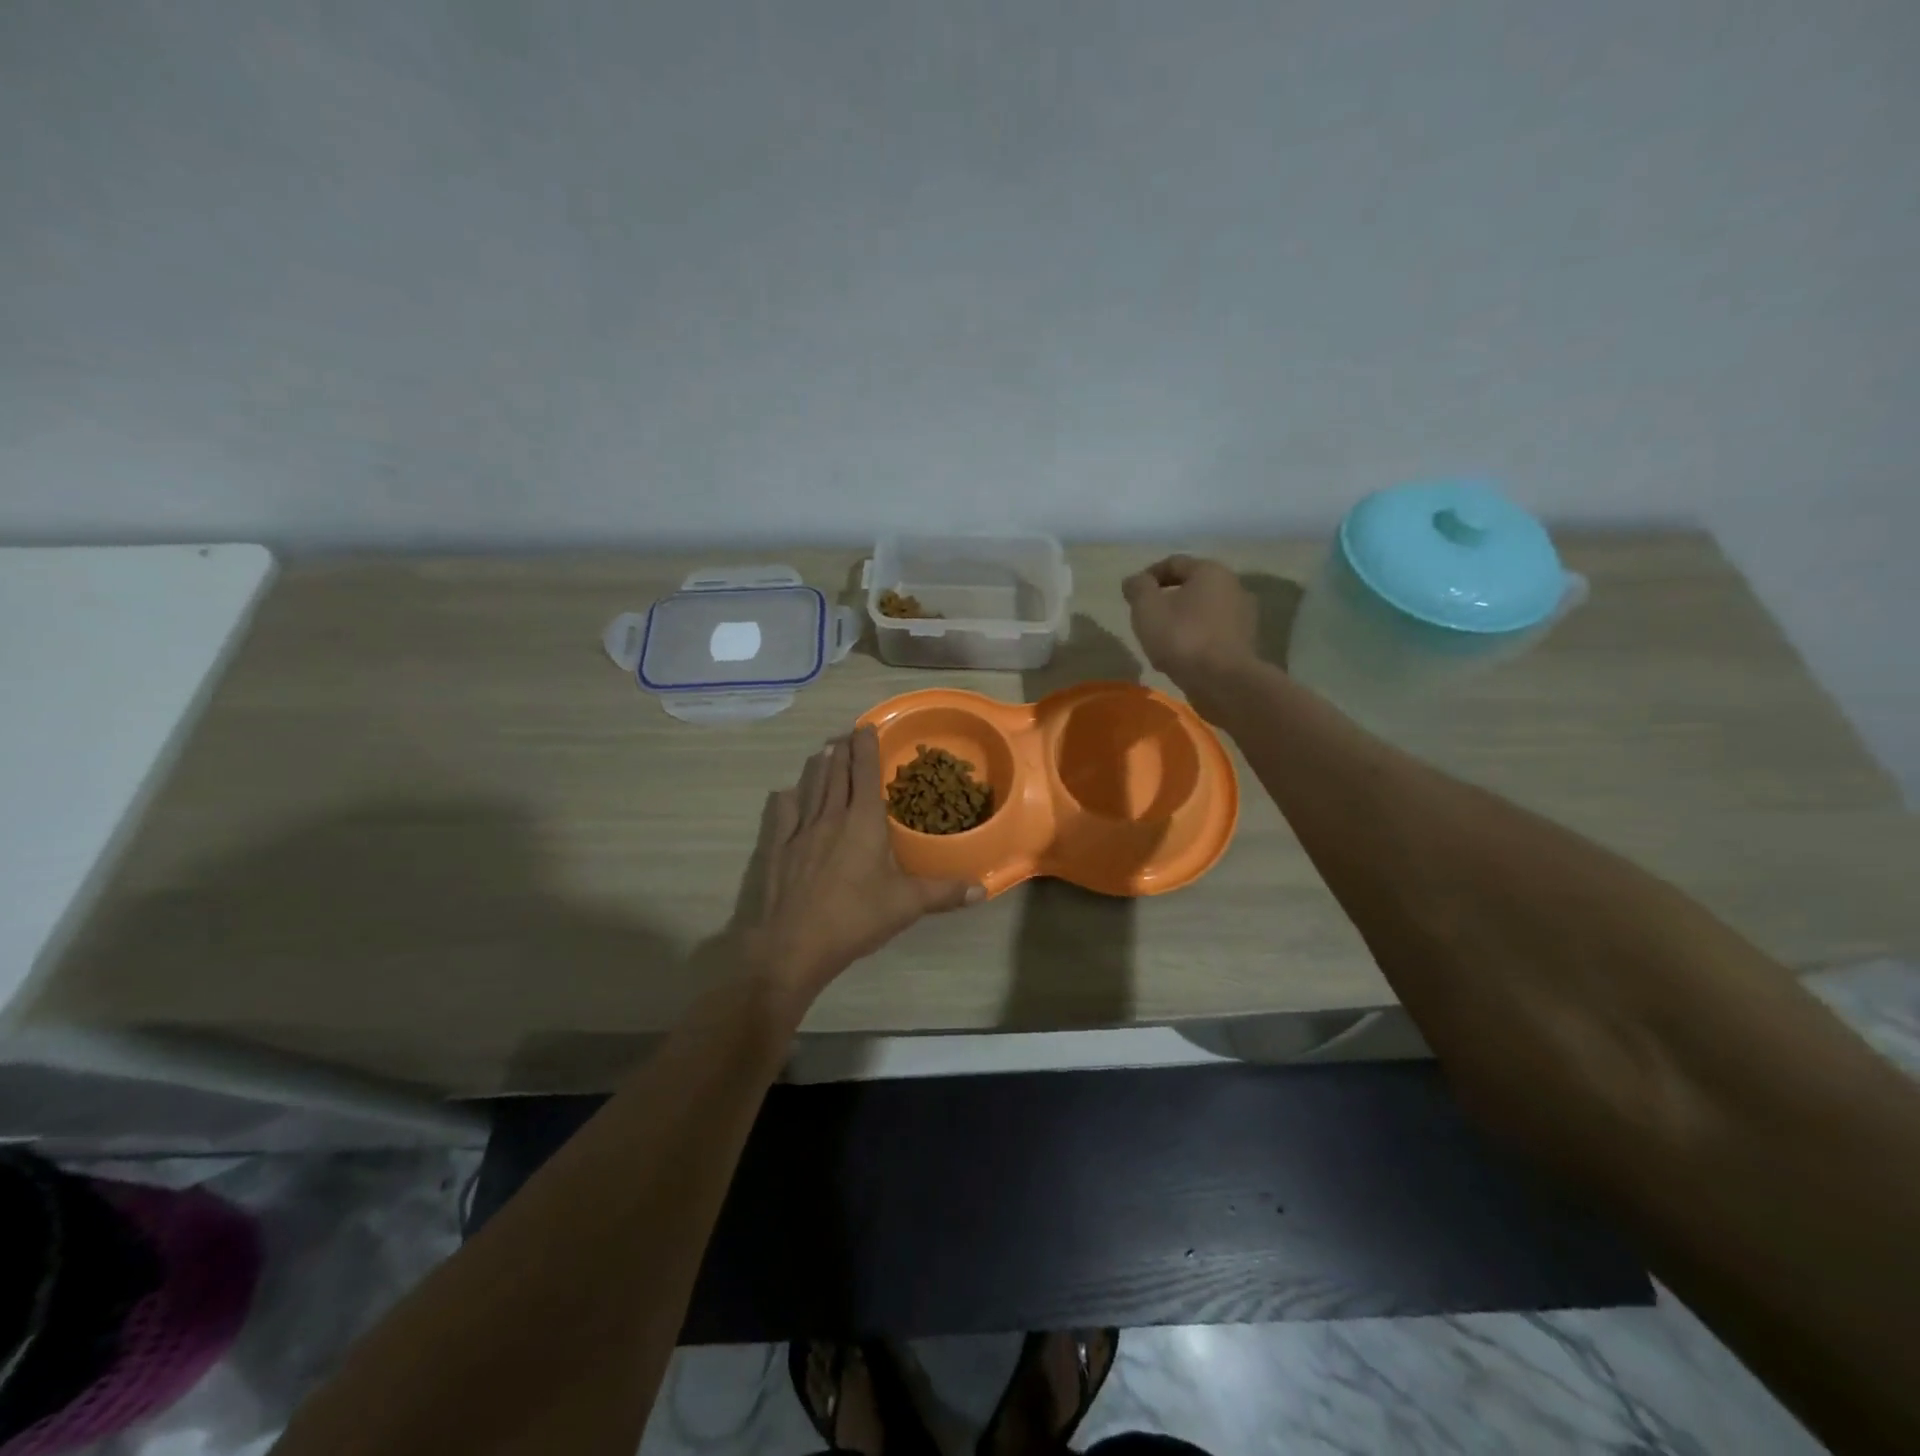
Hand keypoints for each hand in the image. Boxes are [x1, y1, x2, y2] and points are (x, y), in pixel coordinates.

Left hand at [733, 727, 982, 1004]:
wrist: (793, 944)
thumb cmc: (854, 918)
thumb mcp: (905, 905)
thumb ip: (943, 893)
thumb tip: (981, 890)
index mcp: (863, 821)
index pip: (865, 774)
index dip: (866, 748)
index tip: (866, 726)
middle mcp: (830, 817)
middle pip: (837, 774)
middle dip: (843, 751)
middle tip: (846, 734)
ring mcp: (799, 831)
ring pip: (811, 787)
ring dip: (819, 766)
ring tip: (823, 751)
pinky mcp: (778, 849)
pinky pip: (783, 814)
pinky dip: (788, 798)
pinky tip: (787, 792)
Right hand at [1121, 555, 1259, 687]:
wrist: (1224, 681)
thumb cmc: (1182, 637)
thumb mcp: (1147, 609)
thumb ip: (1138, 588)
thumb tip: (1134, 580)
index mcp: (1210, 571)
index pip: (1174, 563)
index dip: (1149, 576)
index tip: (1132, 595)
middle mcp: (1233, 586)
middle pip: (1191, 586)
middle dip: (1166, 599)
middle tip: (1146, 618)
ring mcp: (1243, 616)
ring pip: (1203, 611)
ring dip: (1182, 620)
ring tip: (1161, 640)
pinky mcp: (1245, 642)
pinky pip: (1213, 632)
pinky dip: (1196, 638)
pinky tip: (1181, 656)